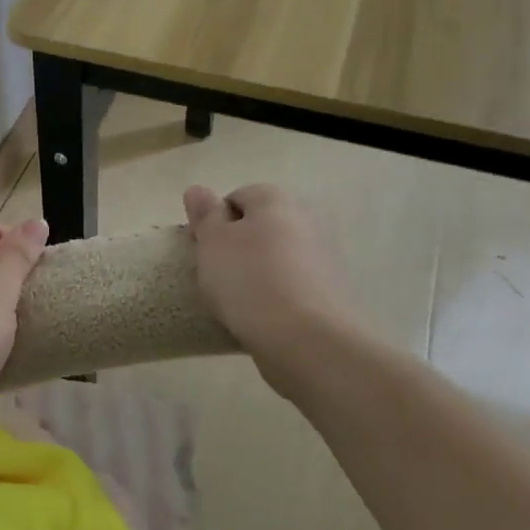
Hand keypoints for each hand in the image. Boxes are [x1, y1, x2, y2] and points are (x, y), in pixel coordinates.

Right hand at [182, 184, 354, 358]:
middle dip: (237, 246)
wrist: (307, 339)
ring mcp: (324, 257)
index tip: (201, 248)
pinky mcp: (331, 292)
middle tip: (215, 273)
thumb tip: (198, 190)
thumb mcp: (213, 242)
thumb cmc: (249, 280)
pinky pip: (291, 285)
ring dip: (256, 272)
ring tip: (236, 300)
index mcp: (276, 200)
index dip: (214, 221)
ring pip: (276, 257)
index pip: (236, 197)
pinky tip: (261, 316)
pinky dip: (275, 295)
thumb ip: (205, 214)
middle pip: (259, 227)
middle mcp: (306, 219)